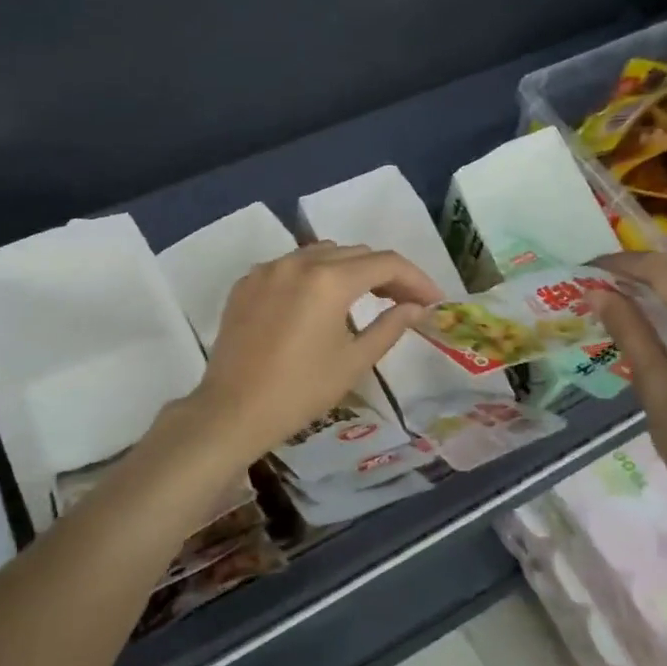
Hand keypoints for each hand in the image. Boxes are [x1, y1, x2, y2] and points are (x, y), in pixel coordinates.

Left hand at [183, 243, 442, 467]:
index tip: (433, 300)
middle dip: (385, 273)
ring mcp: (267, 269)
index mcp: (328, 280)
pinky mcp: (246, 283)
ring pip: (321, 254)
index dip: (416, 278)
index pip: (385, 263)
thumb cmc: (300, 391)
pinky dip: (313, 276)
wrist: (233, 411)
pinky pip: (290, 266)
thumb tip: (417, 306)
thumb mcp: (354, 361)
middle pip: (355, 254)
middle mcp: (297, 262)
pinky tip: (318, 303)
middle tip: (405, 301)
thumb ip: (390, 326)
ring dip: (349, 269)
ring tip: (365, 297)